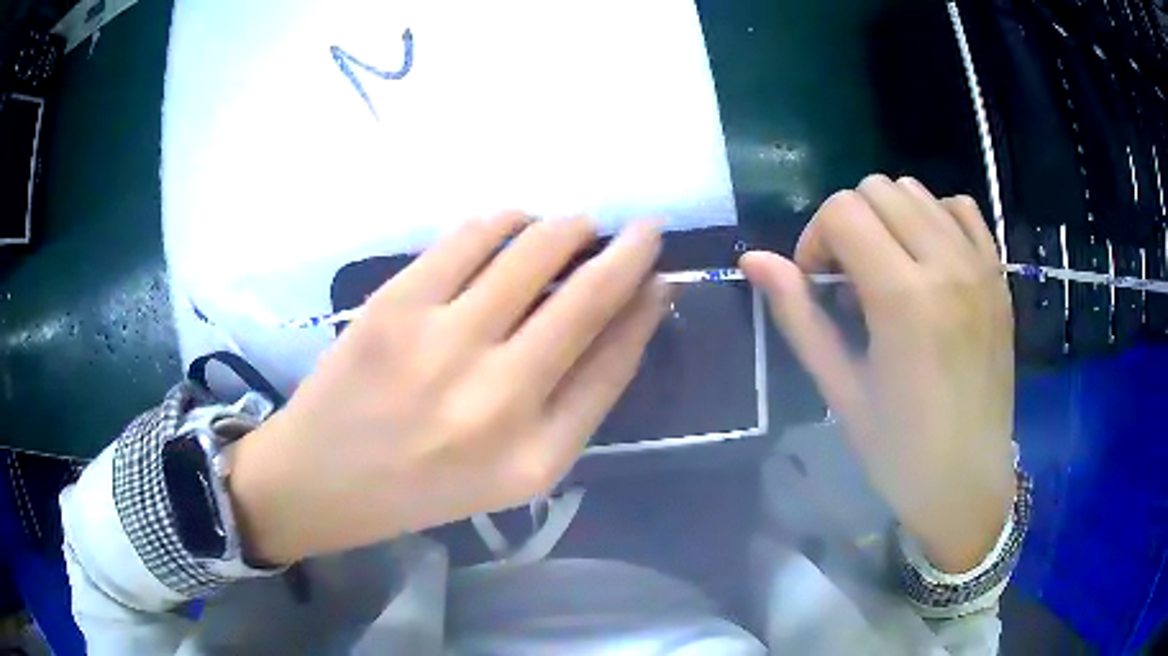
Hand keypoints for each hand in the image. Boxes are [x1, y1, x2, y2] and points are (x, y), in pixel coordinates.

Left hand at [230, 214, 666, 563]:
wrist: (321, 480)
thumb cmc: (421, 487)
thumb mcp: (510, 474)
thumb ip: (570, 404)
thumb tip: (622, 317)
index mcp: (535, 458)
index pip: (615, 363)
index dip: (646, 310)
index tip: (660, 277)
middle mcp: (497, 401)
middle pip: (587, 299)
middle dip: (630, 252)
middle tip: (646, 227)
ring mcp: (440, 345)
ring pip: (533, 250)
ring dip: (570, 227)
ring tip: (578, 225)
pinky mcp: (394, 306)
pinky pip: (470, 237)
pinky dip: (506, 220)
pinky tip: (515, 222)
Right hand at [742, 175, 1014, 572]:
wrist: (968, 482)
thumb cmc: (899, 451)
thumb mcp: (840, 390)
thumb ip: (798, 315)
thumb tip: (754, 260)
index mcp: (904, 298)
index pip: (842, 211)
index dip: (816, 239)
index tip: (820, 285)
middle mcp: (946, 264)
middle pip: (877, 189)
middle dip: (849, 224)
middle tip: (852, 281)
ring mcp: (979, 265)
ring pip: (916, 191)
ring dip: (889, 219)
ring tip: (891, 271)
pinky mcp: (998, 275)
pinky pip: (960, 209)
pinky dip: (935, 218)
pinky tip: (929, 261)